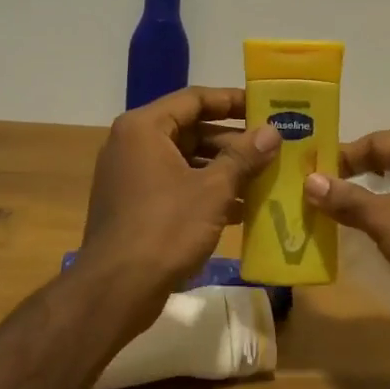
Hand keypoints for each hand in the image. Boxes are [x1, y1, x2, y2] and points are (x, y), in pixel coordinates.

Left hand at [78, 87, 279, 333]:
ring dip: (223, 169)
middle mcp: (132, 144)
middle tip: (271, 148)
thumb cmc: (166, 228)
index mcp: (144, 128)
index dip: (232, 101)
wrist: (117, 289)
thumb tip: (273, 131)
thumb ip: (244, 157)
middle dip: (232, 142)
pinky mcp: (134, 206)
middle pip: (190, 130)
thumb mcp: (213, 189)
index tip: (266, 107)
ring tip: (263, 178)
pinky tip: (240, 209)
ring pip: (185, 161)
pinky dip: (205, 192)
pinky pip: (176, 186)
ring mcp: (131, 177)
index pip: (194, 99)